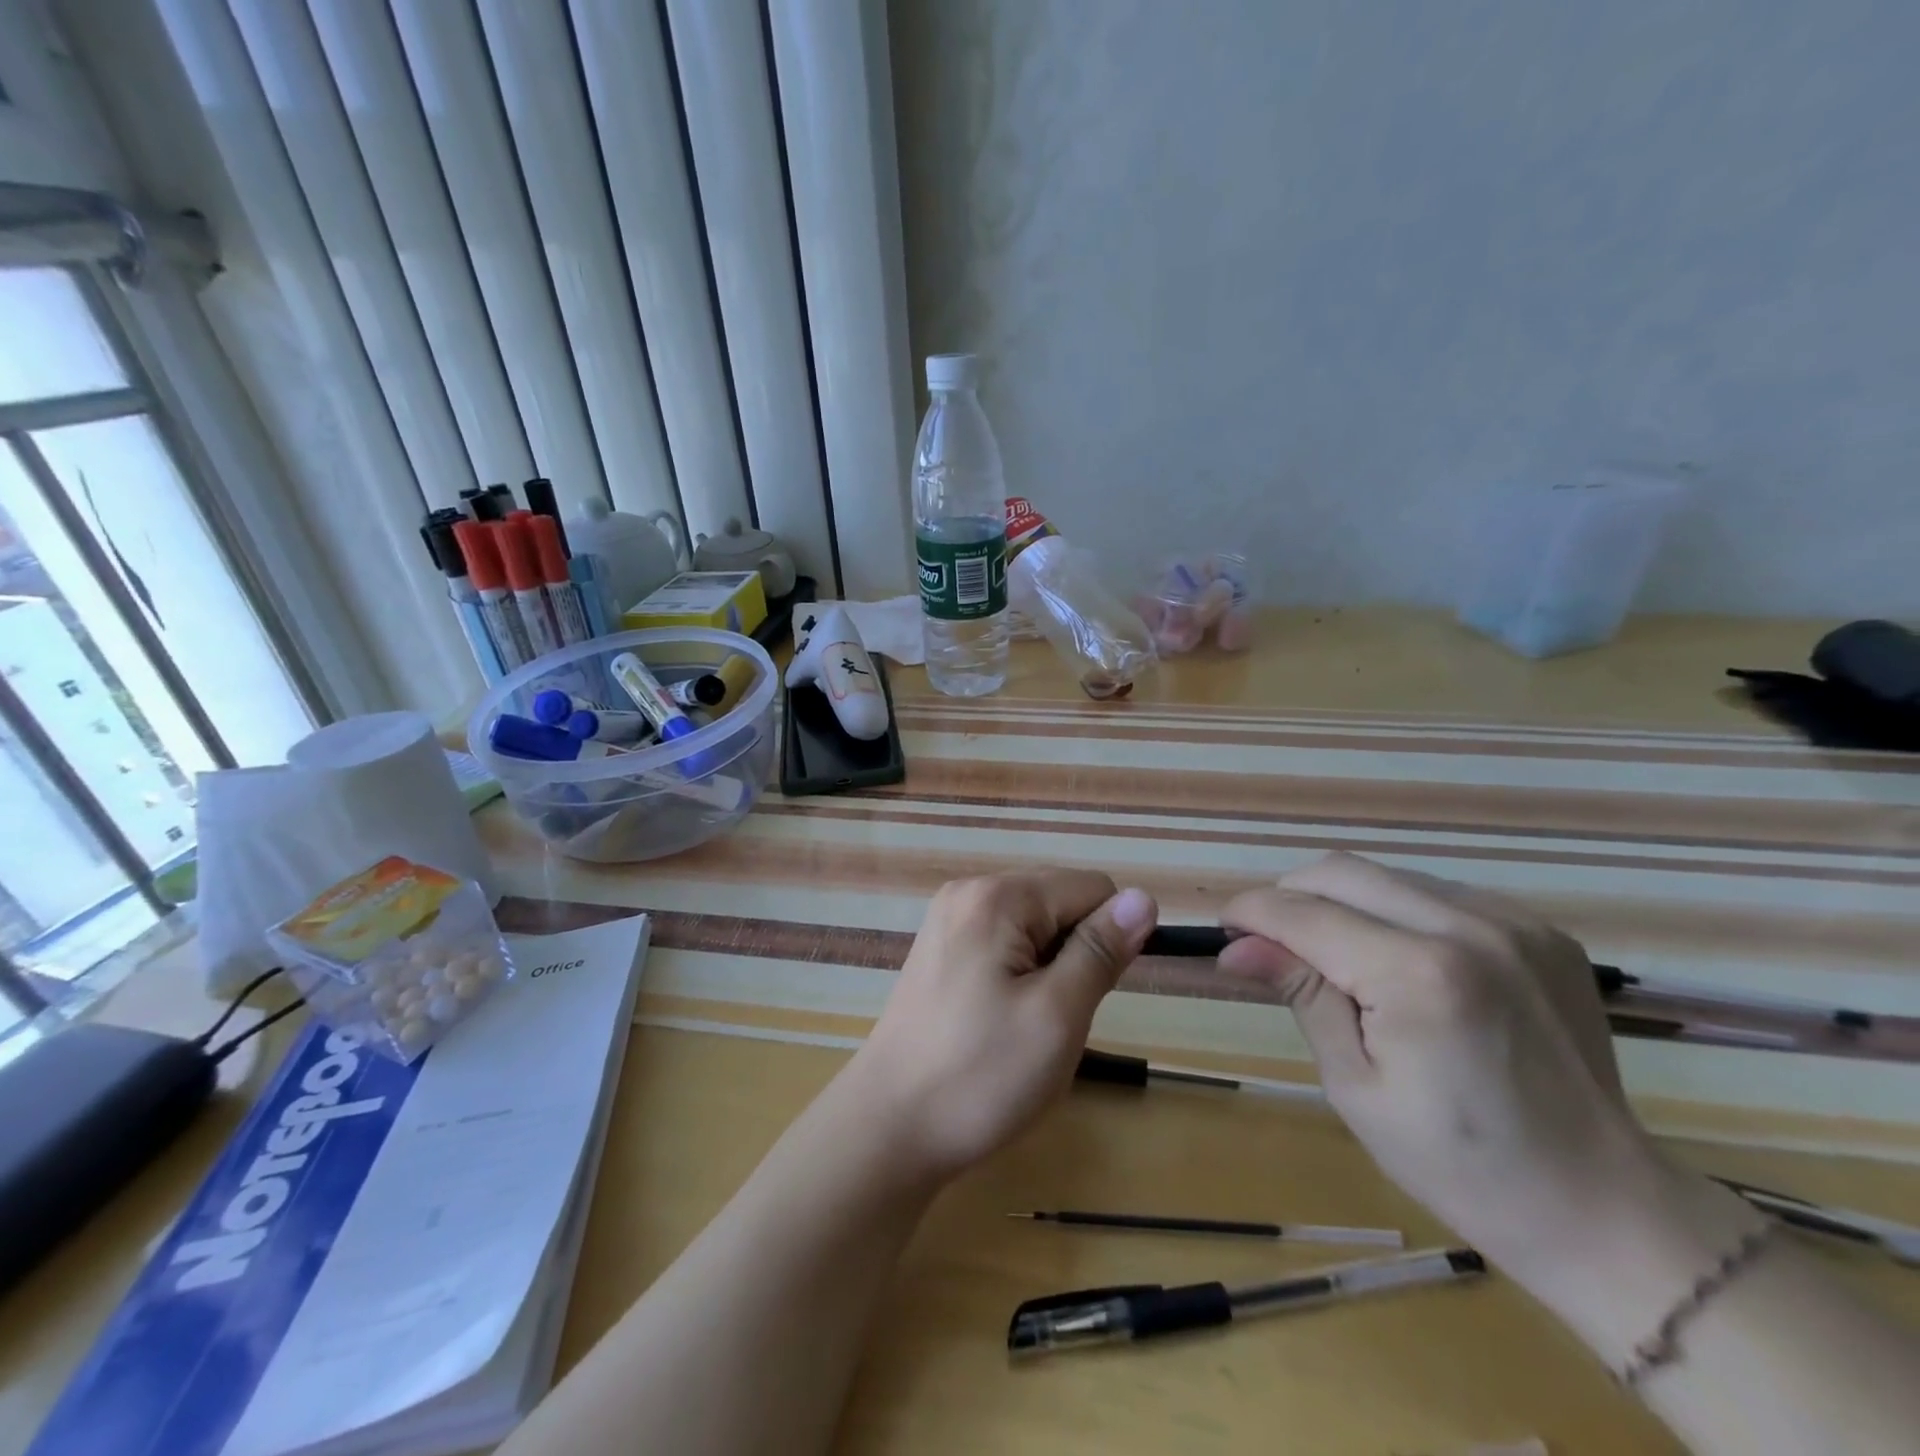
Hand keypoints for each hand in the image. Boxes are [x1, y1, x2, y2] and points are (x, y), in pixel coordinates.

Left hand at [850, 870, 1157, 1182]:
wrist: (889, 1129)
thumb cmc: (980, 1075)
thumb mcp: (1058, 1015)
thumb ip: (1100, 950)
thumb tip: (1144, 898)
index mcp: (997, 896)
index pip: (1091, 888)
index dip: (1108, 940)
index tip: (1085, 996)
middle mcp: (969, 892)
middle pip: (1059, 902)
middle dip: (1074, 955)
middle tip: (1052, 1017)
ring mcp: (949, 920)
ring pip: (1035, 928)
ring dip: (1049, 971)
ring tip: (1023, 1024)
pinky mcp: (940, 950)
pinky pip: (1004, 945)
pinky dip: (1019, 977)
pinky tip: (999, 1021)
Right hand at [1218, 854, 1679, 1284]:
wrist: (1603, 1207)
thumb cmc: (1459, 1163)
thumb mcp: (1356, 1085)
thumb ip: (1301, 994)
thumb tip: (1236, 947)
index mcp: (1419, 976)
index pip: (1303, 913)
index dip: (1251, 912)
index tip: (1224, 928)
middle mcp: (1468, 928)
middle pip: (1341, 871)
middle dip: (1289, 895)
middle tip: (1269, 941)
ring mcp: (1513, 922)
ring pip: (1386, 875)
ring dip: (1341, 901)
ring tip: (1332, 954)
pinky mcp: (1539, 928)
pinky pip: (1437, 893)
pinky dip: (1395, 912)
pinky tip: (1398, 960)